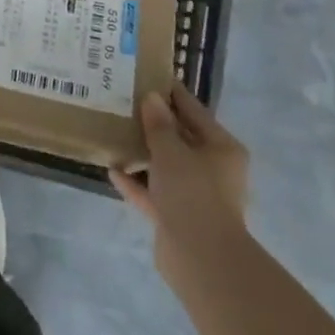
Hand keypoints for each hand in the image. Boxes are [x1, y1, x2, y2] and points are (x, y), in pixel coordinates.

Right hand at [111, 86, 249, 275]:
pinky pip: (154, 191)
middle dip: (153, 122)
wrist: (201, 260)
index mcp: (221, 148)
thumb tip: (151, 98)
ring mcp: (195, 194)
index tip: (146, 74)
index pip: (193, 109)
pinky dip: (136, 182)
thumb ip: (158, 123)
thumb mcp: (171, 150)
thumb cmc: (193, 193)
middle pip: (179, 137)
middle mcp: (212, 168)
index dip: (170, 92)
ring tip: (114, 132)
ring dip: (143, 152)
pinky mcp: (178, 216)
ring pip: (165, 165)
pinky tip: (113, 170)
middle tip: (124, 101)